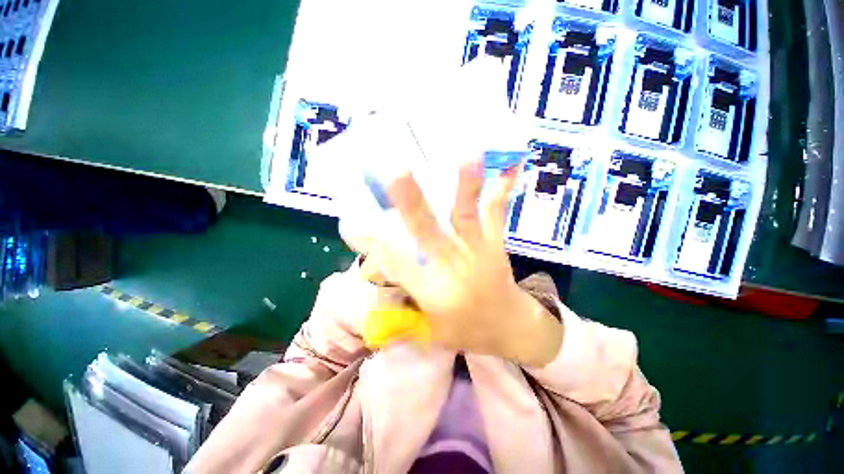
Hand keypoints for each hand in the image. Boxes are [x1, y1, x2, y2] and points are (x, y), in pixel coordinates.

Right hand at [364, 158, 562, 366]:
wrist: (511, 327)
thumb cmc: (467, 329)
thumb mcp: (430, 331)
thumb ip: (402, 312)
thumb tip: (379, 294)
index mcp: (432, 289)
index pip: (395, 263)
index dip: (372, 243)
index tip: (352, 223)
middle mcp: (451, 264)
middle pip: (426, 231)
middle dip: (409, 202)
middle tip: (396, 172)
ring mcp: (476, 249)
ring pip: (466, 215)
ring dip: (465, 186)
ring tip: (465, 155)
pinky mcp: (494, 241)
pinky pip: (496, 213)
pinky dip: (501, 189)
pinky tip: (510, 164)